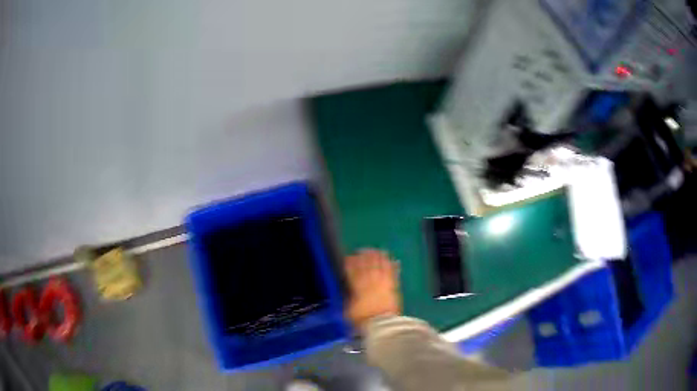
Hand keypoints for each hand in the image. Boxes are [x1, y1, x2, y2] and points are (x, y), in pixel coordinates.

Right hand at [344, 249, 400, 329]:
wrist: (382, 324)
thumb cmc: (363, 320)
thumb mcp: (349, 311)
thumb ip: (349, 299)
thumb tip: (348, 293)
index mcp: (357, 287)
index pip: (353, 272)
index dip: (351, 263)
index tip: (349, 257)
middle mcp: (370, 282)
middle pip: (367, 266)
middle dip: (365, 256)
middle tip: (363, 249)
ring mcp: (383, 283)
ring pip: (380, 266)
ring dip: (379, 257)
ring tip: (377, 250)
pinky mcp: (394, 287)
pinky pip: (393, 274)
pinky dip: (393, 266)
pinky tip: (394, 260)